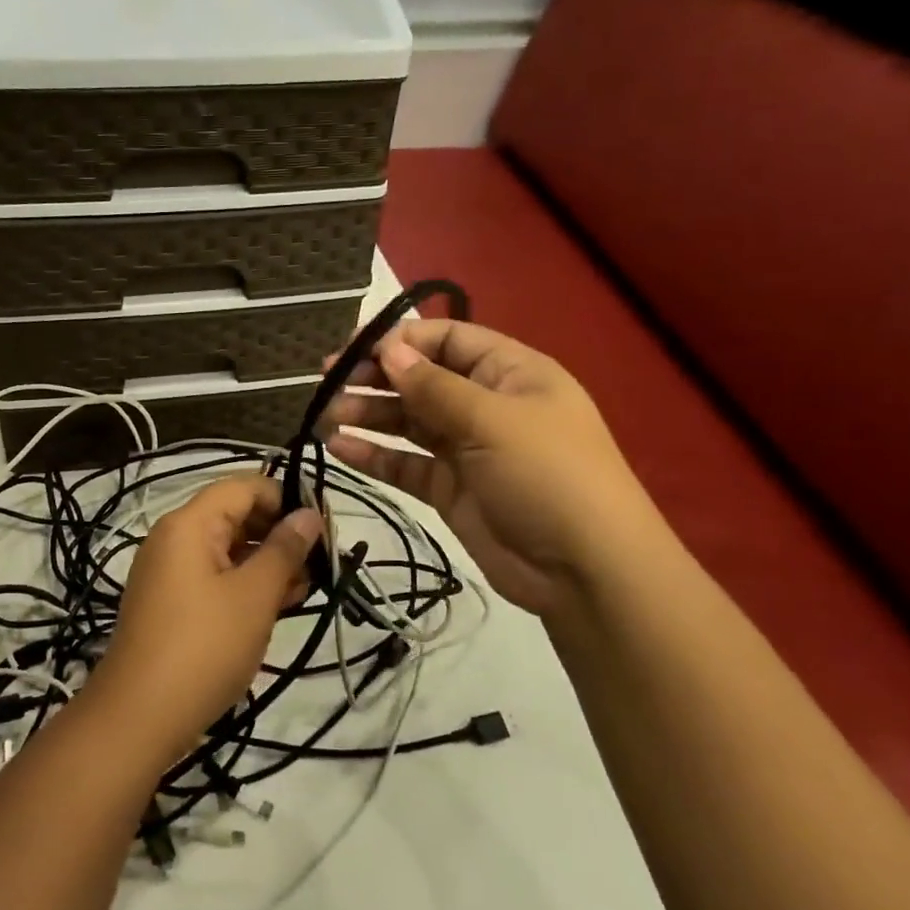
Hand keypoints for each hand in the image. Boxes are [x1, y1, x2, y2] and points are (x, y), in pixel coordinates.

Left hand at [86, 476, 321, 768]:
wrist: (138, 718)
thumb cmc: (204, 647)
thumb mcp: (254, 596)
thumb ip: (284, 549)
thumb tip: (309, 514)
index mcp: (189, 524)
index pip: (244, 487)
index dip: (286, 498)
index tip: (322, 526)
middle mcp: (174, 538)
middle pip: (235, 516)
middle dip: (279, 534)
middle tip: (320, 562)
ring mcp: (169, 572)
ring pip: (228, 549)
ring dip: (267, 563)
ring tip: (305, 589)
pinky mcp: (171, 603)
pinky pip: (214, 577)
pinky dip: (246, 584)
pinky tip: (278, 606)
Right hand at [322, 320, 661, 616]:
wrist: (585, 570)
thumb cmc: (547, 475)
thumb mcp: (492, 420)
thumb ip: (433, 386)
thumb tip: (388, 349)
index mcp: (510, 373)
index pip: (448, 339)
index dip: (402, 341)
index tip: (354, 351)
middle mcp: (486, 404)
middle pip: (422, 379)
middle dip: (375, 377)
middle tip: (327, 381)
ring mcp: (467, 448)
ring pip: (408, 421)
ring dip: (368, 414)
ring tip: (325, 416)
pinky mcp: (450, 488)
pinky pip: (405, 463)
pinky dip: (374, 455)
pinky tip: (339, 448)